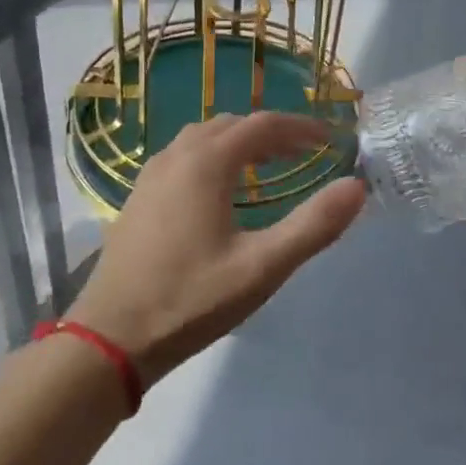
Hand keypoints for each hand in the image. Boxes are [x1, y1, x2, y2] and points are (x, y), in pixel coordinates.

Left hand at [67, 113, 366, 385]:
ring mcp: (151, 176)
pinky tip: (221, 190)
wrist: (109, 340)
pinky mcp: (138, 199)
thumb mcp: (262, 267)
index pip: (262, 125)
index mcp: (205, 163)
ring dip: (239, 142)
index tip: (330, 140)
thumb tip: (356, 187)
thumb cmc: (190, 300)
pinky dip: (213, 156)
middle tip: (304, 153)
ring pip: (202, 138)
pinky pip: (183, 157)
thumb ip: (313, 225)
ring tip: (268, 165)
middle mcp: (175, 157)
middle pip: (231, 125)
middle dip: (271, 132)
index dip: (300, 127)